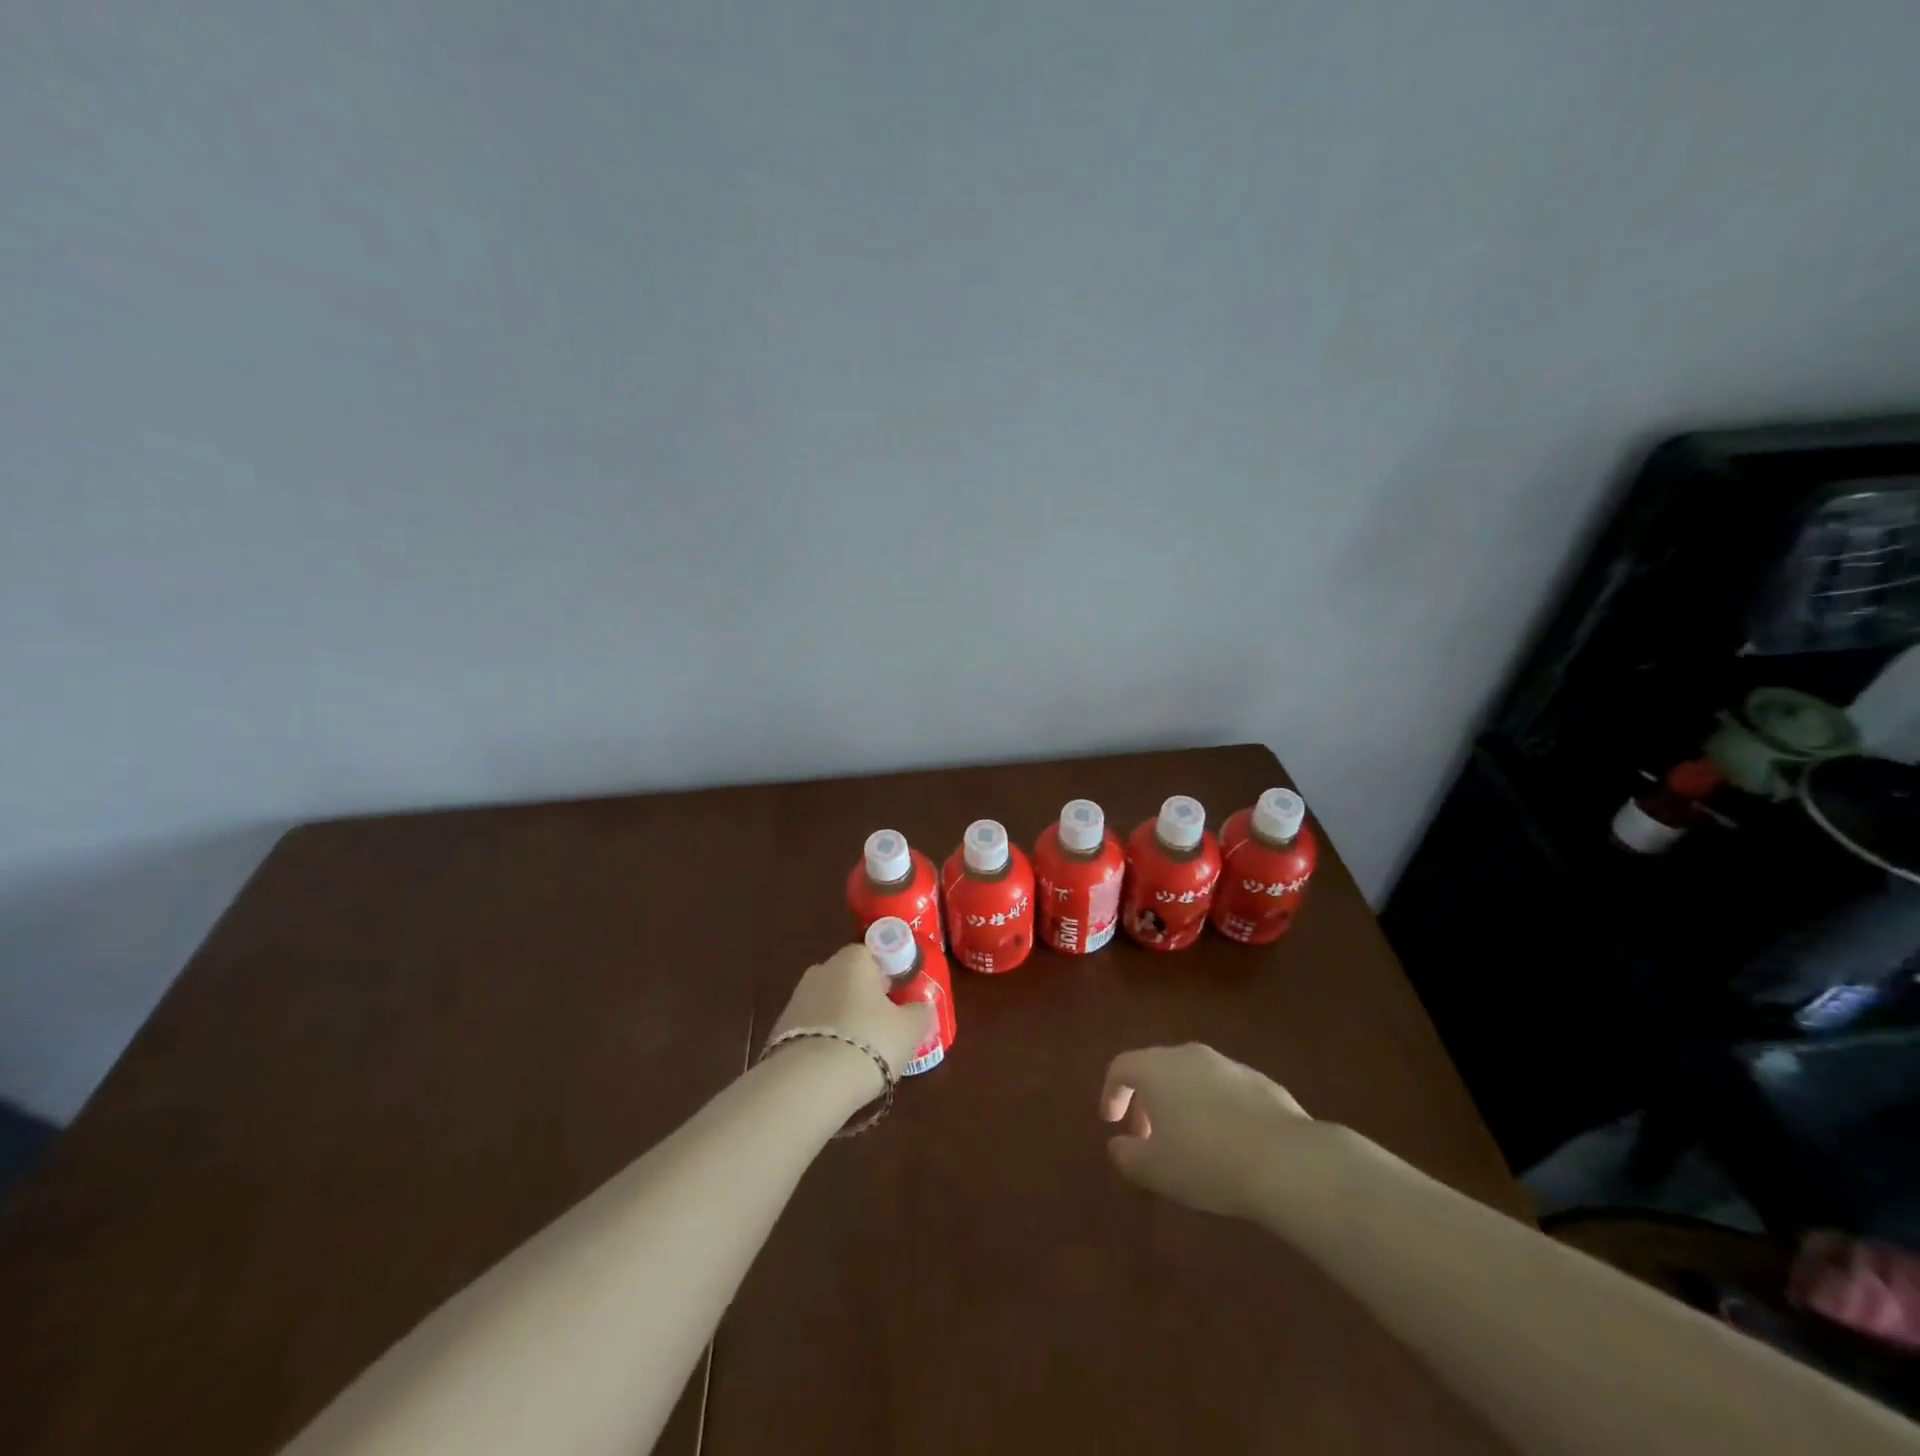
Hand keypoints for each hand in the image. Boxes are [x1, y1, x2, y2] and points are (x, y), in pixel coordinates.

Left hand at [769, 944, 934, 1092]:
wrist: (808, 1084)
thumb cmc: (869, 1042)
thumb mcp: (909, 1029)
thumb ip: (920, 1012)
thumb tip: (922, 1006)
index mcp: (854, 959)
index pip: (875, 953)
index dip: (891, 973)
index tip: (901, 998)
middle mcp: (822, 970)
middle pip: (851, 979)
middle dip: (866, 998)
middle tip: (886, 1026)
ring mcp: (797, 999)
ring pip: (830, 1004)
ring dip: (844, 1021)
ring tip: (862, 1052)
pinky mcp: (780, 1030)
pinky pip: (814, 1029)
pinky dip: (826, 1041)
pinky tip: (836, 1066)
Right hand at [1100, 1043, 1348, 1219]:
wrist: (1285, 1160)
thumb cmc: (1206, 1161)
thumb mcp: (1155, 1170)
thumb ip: (1127, 1156)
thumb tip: (1119, 1145)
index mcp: (1156, 1068)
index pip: (1121, 1067)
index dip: (1112, 1093)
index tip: (1113, 1123)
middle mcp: (1189, 1055)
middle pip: (1156, 1068)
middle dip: (1146, 1100)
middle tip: (1147, 1137)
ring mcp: (1228, 1065)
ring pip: (1192, 1077)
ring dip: (1182, 1103)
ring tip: (1189, 1142)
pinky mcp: (1261, 1081)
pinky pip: (1225, 1090)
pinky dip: (1215, 1109)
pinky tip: (1228, 1143)